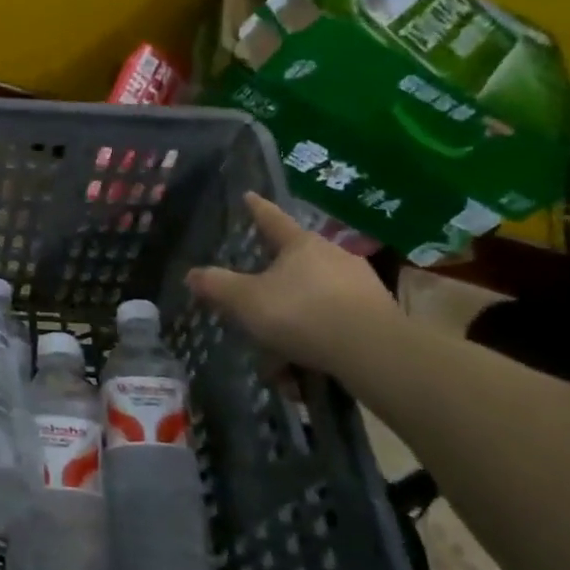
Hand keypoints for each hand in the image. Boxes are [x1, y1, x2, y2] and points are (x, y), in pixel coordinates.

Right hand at [187, 193, 399, 371]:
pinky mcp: (378, 315)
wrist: (373, 351)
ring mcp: (360, 285)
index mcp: (301, 244)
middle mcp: (333, 256)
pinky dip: (315, 344)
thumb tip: (191, 273)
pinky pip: (334, 325)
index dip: (257, 209)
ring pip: (313, 301)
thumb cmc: (302, 313)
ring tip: (279, 363)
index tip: (249, 195)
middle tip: (255, 311)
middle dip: (272, 291)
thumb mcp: (247, 301)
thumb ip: (217, 286)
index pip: (272, 219)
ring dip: (293, 329)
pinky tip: (304, 373)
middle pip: (294, 266)